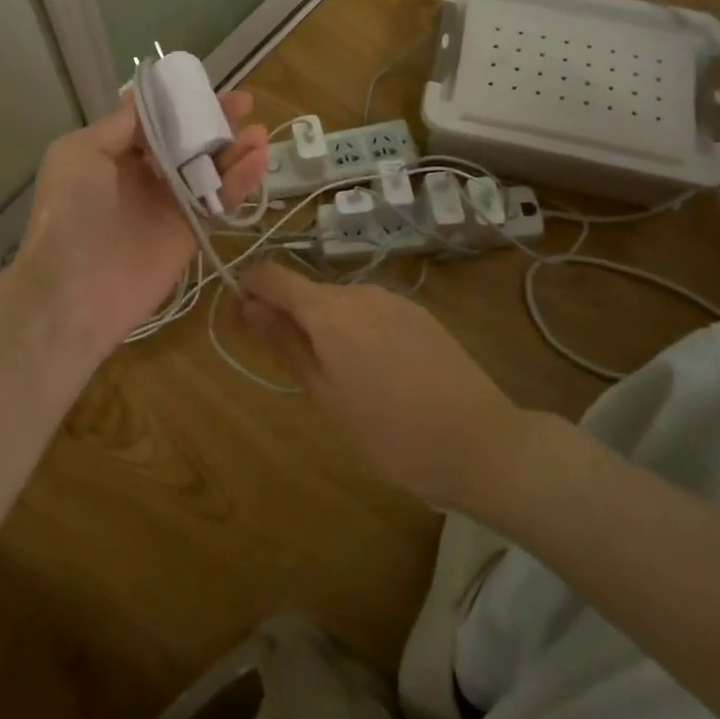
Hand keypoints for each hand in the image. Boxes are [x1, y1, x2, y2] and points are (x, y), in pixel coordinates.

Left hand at [12, 93, 268, 358]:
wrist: (75, 291)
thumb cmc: (70, 213)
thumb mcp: (80, 153)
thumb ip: (120, 125)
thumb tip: (146, 98)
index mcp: (113, 154)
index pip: (155, 121)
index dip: (180, 103)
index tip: (207, 87)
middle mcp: (143, 175)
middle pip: (187, 141)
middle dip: (214, 122)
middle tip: (245, 104)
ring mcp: (168, 204)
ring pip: (208, 169)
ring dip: (235, 149)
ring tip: (258, 133)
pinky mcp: (190, 232)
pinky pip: (219, 201)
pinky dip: (241, 181)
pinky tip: (259, 160)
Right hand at [235, 264, 517, 508]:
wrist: (481, 442)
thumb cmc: (390, 432)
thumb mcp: (325, 395)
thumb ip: (285, 343)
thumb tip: (247, 306)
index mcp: (330, 310)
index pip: (272, 276)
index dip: (247, 291)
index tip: (239, 323)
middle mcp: (360, 291)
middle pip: (307, 290)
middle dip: (286, 316)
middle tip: (289, 367)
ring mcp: (394, 300)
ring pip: (339, 302)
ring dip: (323, 326)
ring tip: (338, 379)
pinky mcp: (420, 314)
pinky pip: (371, 312)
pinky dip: (356, 330)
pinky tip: (376, 373)